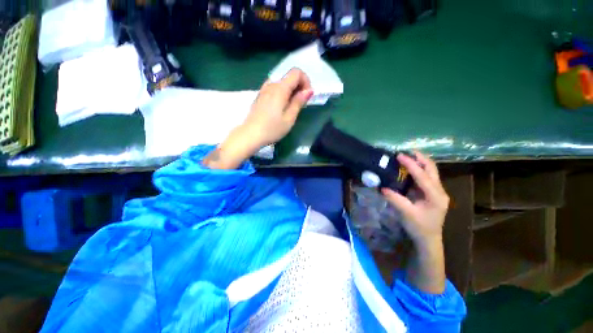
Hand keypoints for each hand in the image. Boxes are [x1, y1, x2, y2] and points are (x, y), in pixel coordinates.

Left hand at [242, 68, 312, 146]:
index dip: (305, 81)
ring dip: (291, 91)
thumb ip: (299, 102)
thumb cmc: (272, 129)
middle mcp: (271, 84)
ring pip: (282, 83)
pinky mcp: (260, 96)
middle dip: (299, 87)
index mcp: (280, 88)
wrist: (250, 135)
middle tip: (300, 105)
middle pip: (289, 77)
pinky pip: (275, 89)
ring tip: (291, 107)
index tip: (307, 97)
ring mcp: (264, 90)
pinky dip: (282, 94)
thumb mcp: (289, 118)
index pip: (296, 72)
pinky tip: (281, 108)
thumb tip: (309, 90)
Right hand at [382, 152, 448, 246]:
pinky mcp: (432, 193)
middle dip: (420, 158)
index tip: (400, 155)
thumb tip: (382, 187)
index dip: (411, 164)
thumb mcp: (406, 213)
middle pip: (432, 169)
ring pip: (431, 171)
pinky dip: (418, 169)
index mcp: (436, 196)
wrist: (428, 239)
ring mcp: (437, 191)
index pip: (423, 176)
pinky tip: (409, 168)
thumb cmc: (419, 227)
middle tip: (406, 151)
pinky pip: (426, 177)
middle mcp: (439, 191)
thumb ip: (395, 199)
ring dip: (420, 162)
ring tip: (407, 156)